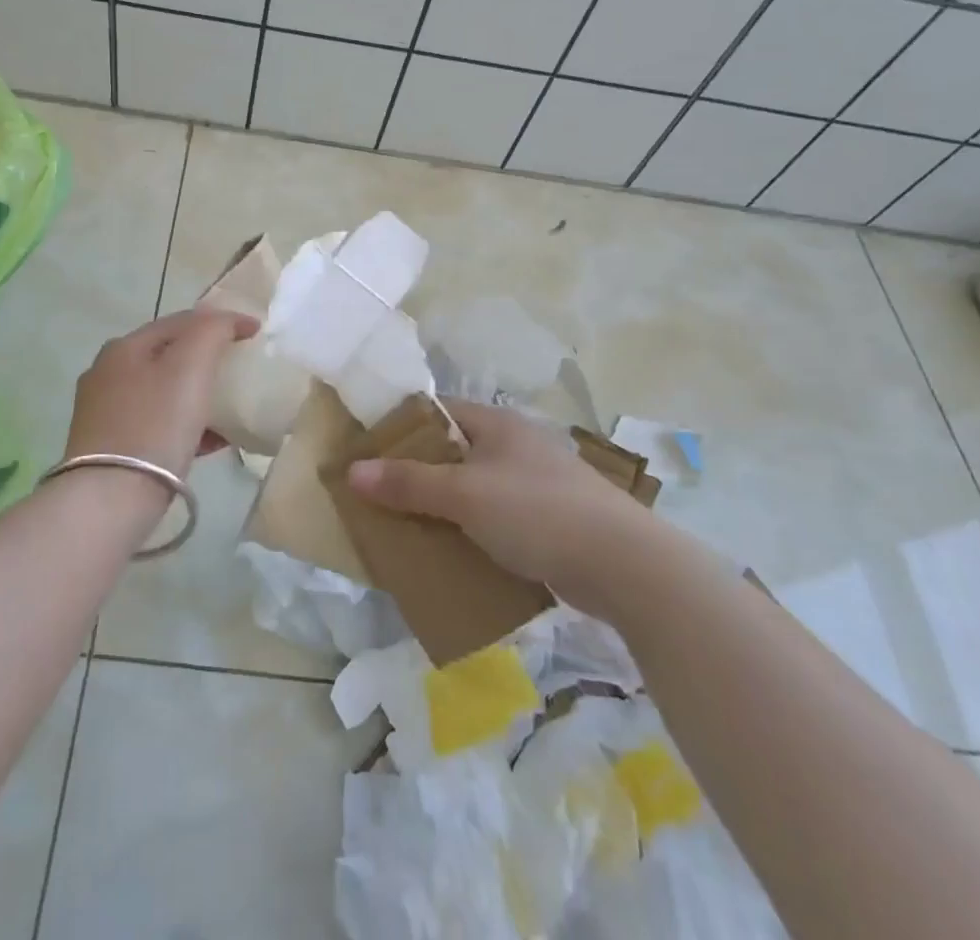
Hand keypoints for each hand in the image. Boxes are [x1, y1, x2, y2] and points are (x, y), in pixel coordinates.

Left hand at [65, 308, 258, 477]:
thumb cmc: (155, 424)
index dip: (220, 322)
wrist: (110, 498)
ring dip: (195, 397)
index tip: (254, 334)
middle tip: (237, 371)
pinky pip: (155, 426)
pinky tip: (209, 444)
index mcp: (124, 347)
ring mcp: (103, 413)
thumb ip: (212, 331)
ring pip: (161, 393)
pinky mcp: (108, 448)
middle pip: (167, 357)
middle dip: (204, 361)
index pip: (179, 321)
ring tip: (228, 412)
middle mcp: (106, 374)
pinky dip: (183, 427)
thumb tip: (231, 319)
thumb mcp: (191, 366)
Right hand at [347, 400, 656, 593]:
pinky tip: (458, 554)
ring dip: (447, 508)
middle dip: (420, 475)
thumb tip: (353, 471)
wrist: (626, 566)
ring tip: (413, 530)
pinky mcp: (552, 520)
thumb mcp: (464, 495)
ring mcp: (538, 483)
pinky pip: (499, 519)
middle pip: (455, 452)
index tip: (370, 455)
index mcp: (497, 424)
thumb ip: (408, 483)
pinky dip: (476, 532)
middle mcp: (517, 445)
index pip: (438, 413)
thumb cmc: (537, 513)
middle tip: (383, 498)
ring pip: (477, 489)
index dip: (402, 429)